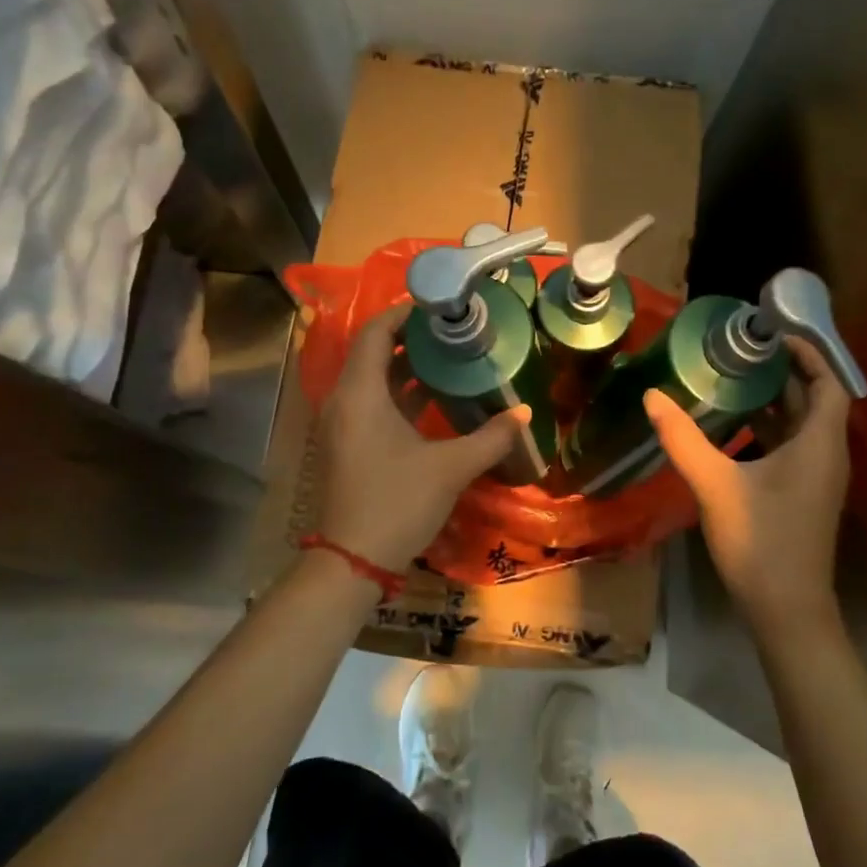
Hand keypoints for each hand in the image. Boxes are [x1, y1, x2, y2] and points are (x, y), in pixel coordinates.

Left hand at [316, 303, 531, 570]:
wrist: (353, 560)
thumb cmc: (397, 502)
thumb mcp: (451, 467)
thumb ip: (491, 437)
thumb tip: (524, 415)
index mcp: (360, 393)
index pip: (376, 332)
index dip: (405, 314)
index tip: (441, 307)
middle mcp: (343, 400)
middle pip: (373, 352)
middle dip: (412, 338)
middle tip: (453, 330)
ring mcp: (342, 424)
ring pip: (373, 379)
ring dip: (406, 366)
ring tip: (450, 356)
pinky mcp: (347, 443)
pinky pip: (372, 402)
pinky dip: (399, 393)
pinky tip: (433, 398)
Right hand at [644, 337, 851, 633]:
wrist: (787, 608)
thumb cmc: (760, 541)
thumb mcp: (715, 484)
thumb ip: (683, 438)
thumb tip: (652, 395)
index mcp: (818, 444)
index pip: (828, 383)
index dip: (807, 354)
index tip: (773, 335)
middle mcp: (826, 455)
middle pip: (814, 401)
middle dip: (783, 373)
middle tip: (742, 351)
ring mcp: (816, 478)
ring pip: (801, 426)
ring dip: (774, 401)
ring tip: (733, 378)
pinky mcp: (802, 495)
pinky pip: (791, 447)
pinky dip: (768, 428)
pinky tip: (733, 427)